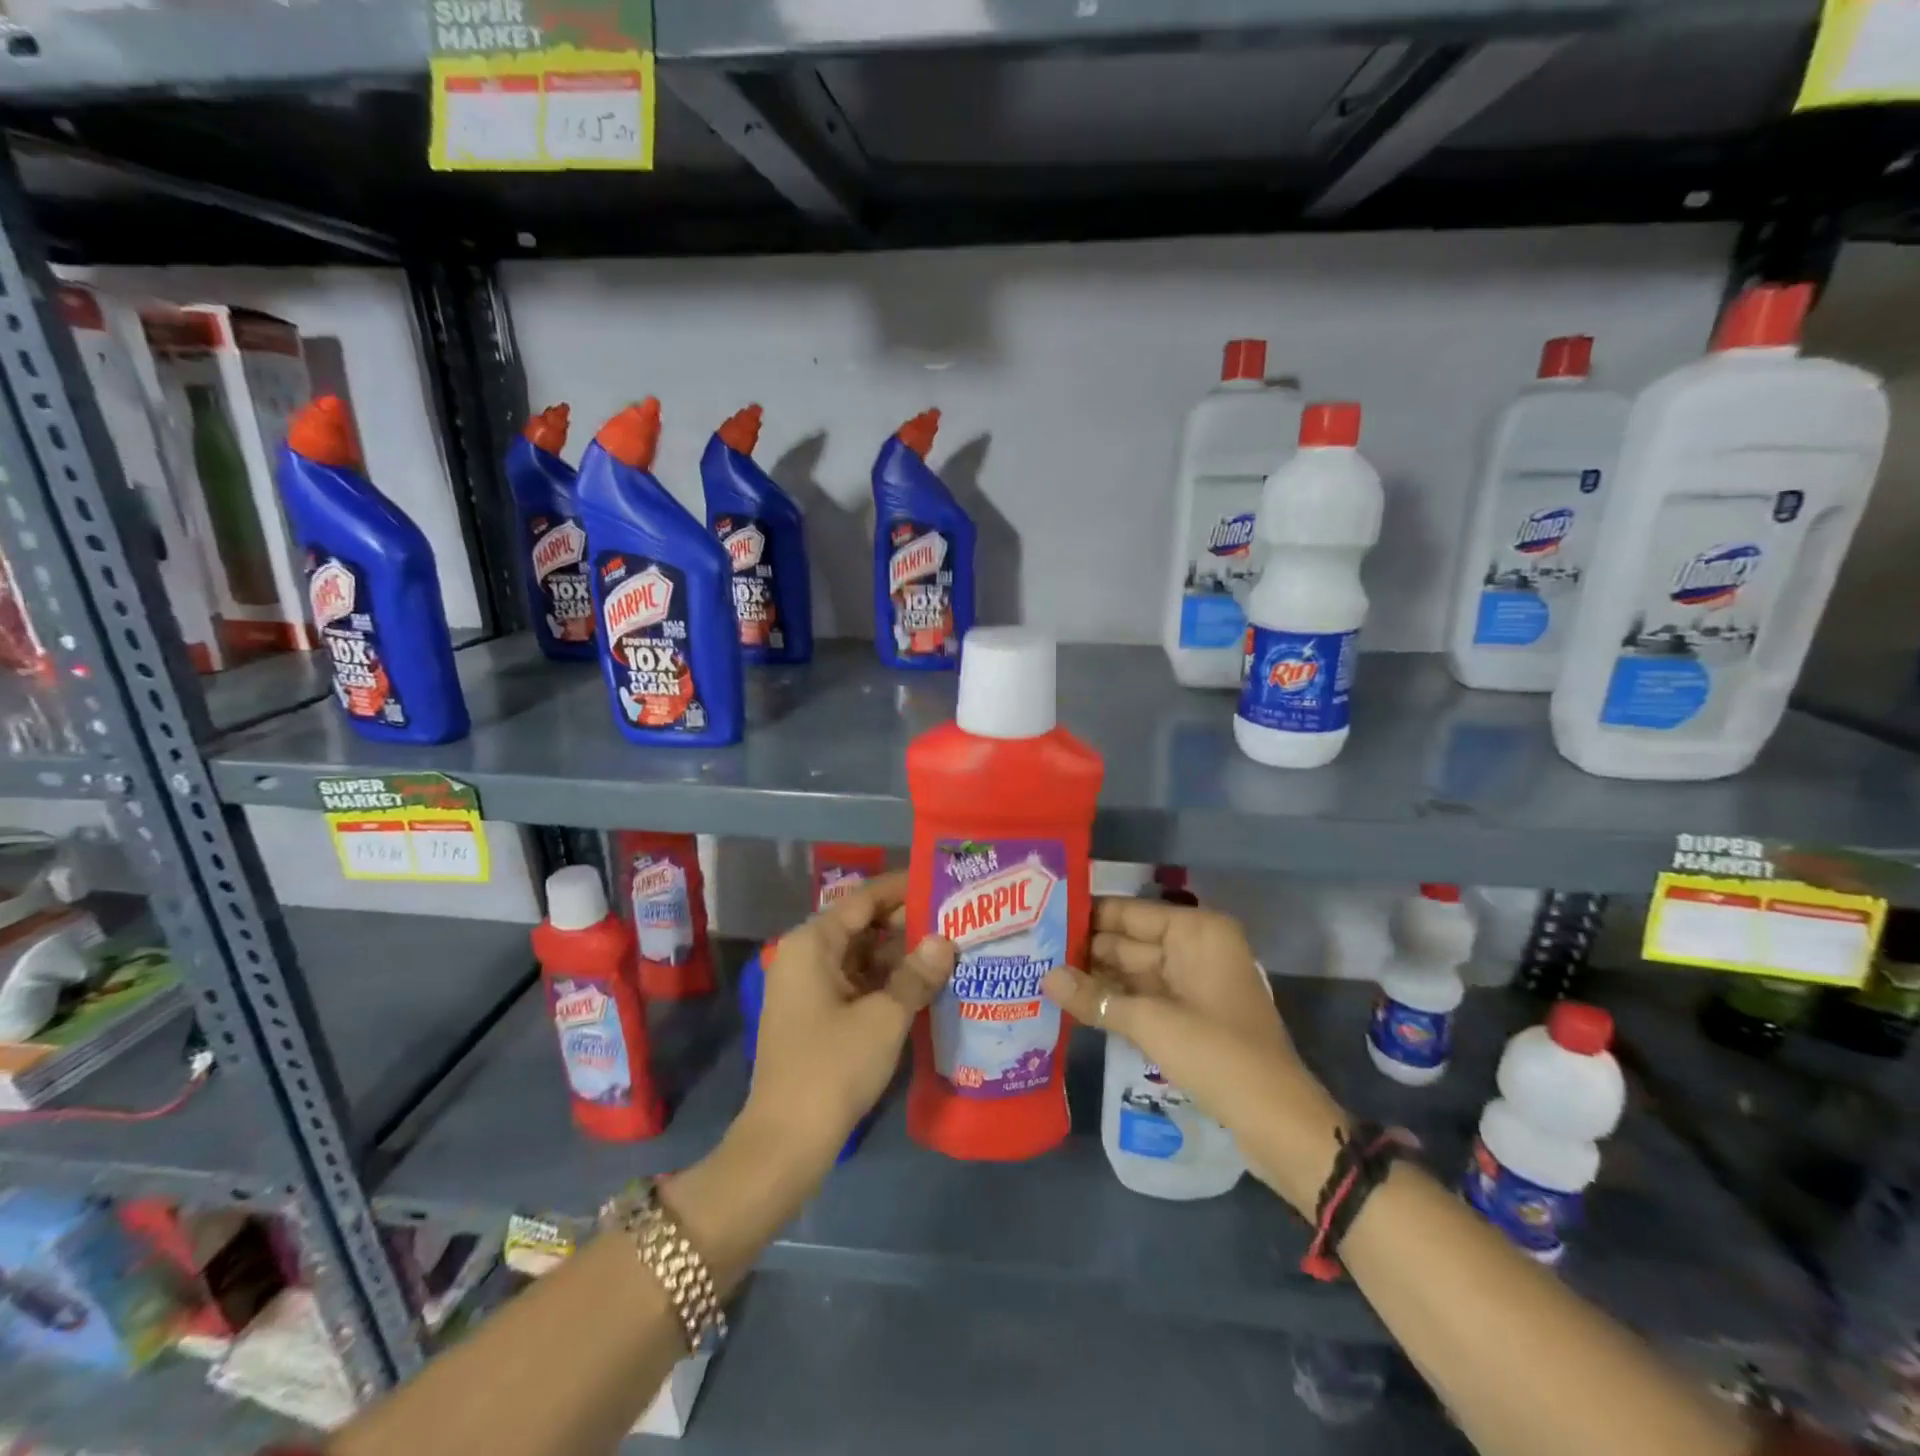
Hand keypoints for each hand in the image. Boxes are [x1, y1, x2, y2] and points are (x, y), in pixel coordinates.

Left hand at [744, 871, 955, 1166]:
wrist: (786, 1142)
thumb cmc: (833, 1067)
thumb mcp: (884, 1017)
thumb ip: (917, 974)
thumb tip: (944, 940)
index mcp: (813, 943)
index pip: (864, 899)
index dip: (903, 888)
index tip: (941, 880)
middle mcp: (806, 956)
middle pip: (862, 926)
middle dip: (907, 924)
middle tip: (956, 919)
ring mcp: (809, 988)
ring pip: (861, 956)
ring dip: (900, 956)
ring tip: (949, 948)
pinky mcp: (816, 1016)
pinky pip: (856, 983)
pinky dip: (886, 982)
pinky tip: (924, 984)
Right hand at [1041, 896, 1343, 1213]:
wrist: (1278, 1122)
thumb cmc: (1218, 1055)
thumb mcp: (1151, 1023)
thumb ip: (1096, 998)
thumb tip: (1046, 977)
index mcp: (1196, 931)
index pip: (1128, 912)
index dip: (1085, 915)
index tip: (1039, 916)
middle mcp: (1195, 947)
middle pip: (1128, 940)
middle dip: (1084, 949)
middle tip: (1029, 949)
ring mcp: (1193, 983)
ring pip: (1133, 971)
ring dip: (1094, 977)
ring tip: (1040, 973)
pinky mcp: (1190, 1016)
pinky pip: (1143, 997)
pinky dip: (1114, 1001)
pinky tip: (1074, 1003)